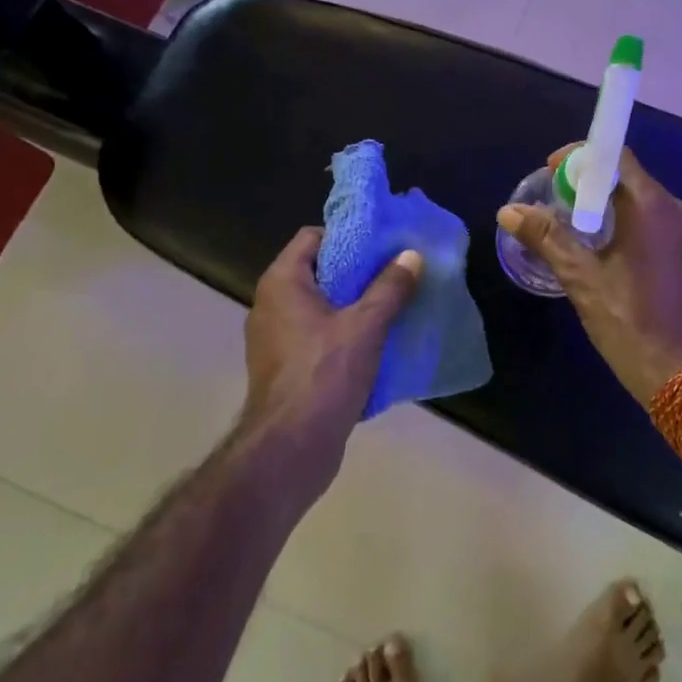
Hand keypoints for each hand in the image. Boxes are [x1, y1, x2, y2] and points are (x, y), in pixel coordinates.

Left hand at [240, 228, 422, 485]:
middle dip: (357, 271)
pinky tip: (375, 343)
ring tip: (392, 305)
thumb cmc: (325, 373)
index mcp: (282, 282)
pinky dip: (342, 333)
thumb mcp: (367, 325)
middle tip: (395, 273)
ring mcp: (274, 338)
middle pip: (318, 271)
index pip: (312, 237)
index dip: (347, 235)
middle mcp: (270, 304)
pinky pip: (316, 336)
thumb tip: (411, 255)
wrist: (291, 446)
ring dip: (353, 305)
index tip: (382, 244)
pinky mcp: (283, 367)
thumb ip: (390, 287)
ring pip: (319, 306)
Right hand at [499, 147, 681, 402]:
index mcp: (654, 207)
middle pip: (632, 180)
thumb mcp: (582, 279)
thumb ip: (547, 238)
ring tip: (579, 230)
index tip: (552, 172)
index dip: (582, 158)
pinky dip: (634, 228)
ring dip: (613, 209)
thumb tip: (510, 211)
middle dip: (593, 186)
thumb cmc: (629, 322)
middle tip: (559, 204)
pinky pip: (662, 227)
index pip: (618, 158)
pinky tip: (612, 254)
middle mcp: (681, 211)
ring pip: (647, 205)